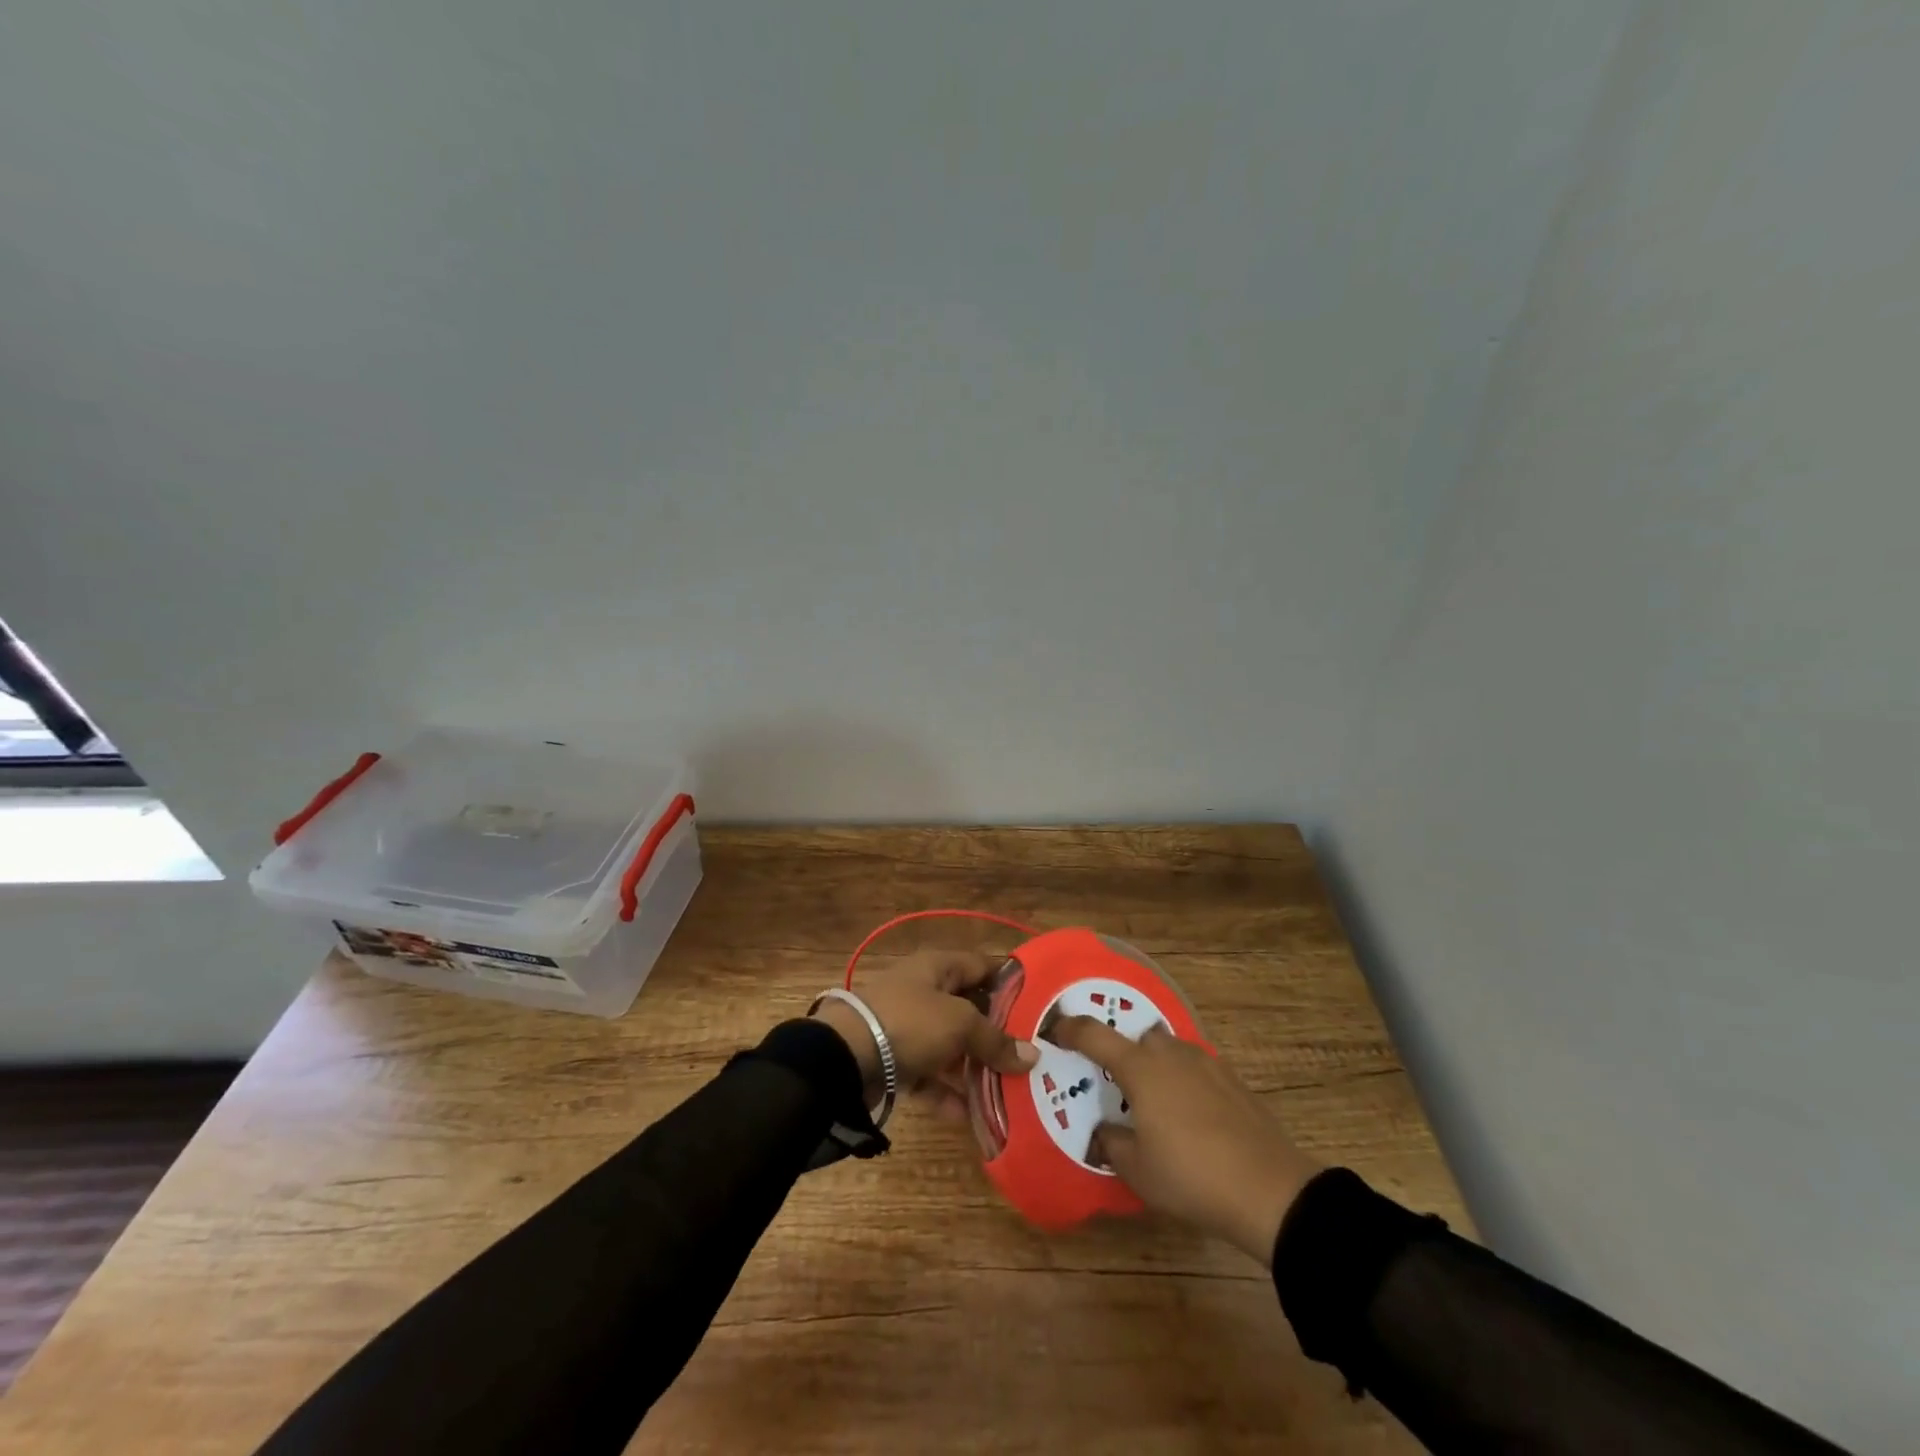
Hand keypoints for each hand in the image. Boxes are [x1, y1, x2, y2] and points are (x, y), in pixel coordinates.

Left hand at [811, 951, 1038, 1120]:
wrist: (844, 1056)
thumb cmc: (910, 1023)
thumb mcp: (960, 1025)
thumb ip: (996, 1040)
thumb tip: (1032, 1056)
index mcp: (938, 967)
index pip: (983, 966)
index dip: (1010, 983)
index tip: (1040, 1007)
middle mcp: (924, 991)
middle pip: (968, 1009)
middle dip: (997, 1034)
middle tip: (1029, 1058)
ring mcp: (907, 1026)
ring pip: (950, 1045)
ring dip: (975, 1068)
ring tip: (1009, 1092)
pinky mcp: (894, 1060)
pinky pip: (930, 1075)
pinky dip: (948, 1092)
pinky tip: (972, 1116)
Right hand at [1050, 1017, 1322, 1265]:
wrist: (1269, 1190)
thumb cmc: (1191, 1176)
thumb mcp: (1136, 1170)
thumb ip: (1111, 1142)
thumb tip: (1104, 1130)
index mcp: (1140, 1068)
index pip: (1095, 1035)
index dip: (1070, 1029)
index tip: (1055, 1029)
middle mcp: (1170, 1054)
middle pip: (1137, 1039)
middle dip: (1123, 1055)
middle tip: (1116, 1087)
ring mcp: (1205, 1062)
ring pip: (1168, 1051)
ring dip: (1156, 1067)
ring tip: (1155, 1104)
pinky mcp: (1232, 1079)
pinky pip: (1194, 1068)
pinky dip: (1183, 1081)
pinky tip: (1190, 1115)